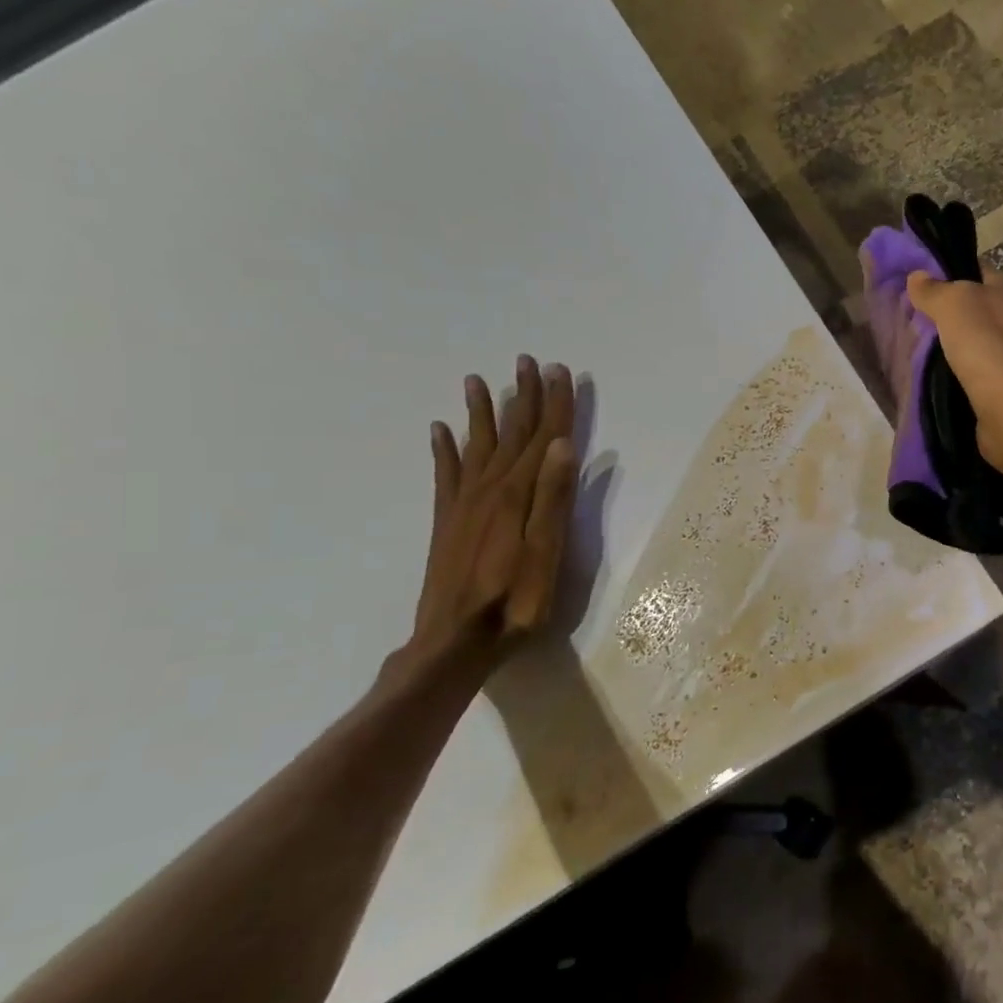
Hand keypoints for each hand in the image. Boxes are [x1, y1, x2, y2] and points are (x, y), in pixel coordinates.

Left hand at [399, 356, 578, 686]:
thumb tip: (563, 444)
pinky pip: (445, 473)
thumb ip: (554, 497)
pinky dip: (443, 449)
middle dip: (523, 396)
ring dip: (481, 411)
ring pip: (477, 444)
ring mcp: (464, 503)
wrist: (455, 641)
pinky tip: (439, 429)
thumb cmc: (514, 602)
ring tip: (478, 380)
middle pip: (511, 433)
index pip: (544, 437)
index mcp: (519, 494)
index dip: (555, 404)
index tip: (560, 370)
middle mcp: (489, 488)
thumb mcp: (546, 552)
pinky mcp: (446, 520)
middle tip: (527, 361)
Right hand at [906, 271, 1002, 481]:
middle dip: (949, 318)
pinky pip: (980, 377)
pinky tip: (940, 383)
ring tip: (920, 356)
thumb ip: (934, 290)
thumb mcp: (953, 305)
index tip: (917, 290)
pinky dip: (962, 379)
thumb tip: (917, 276)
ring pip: (978, 346)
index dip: (949, 277)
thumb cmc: (986, 345)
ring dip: (955, 351)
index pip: (978, 274)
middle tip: (914, 325)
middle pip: (978, 312)